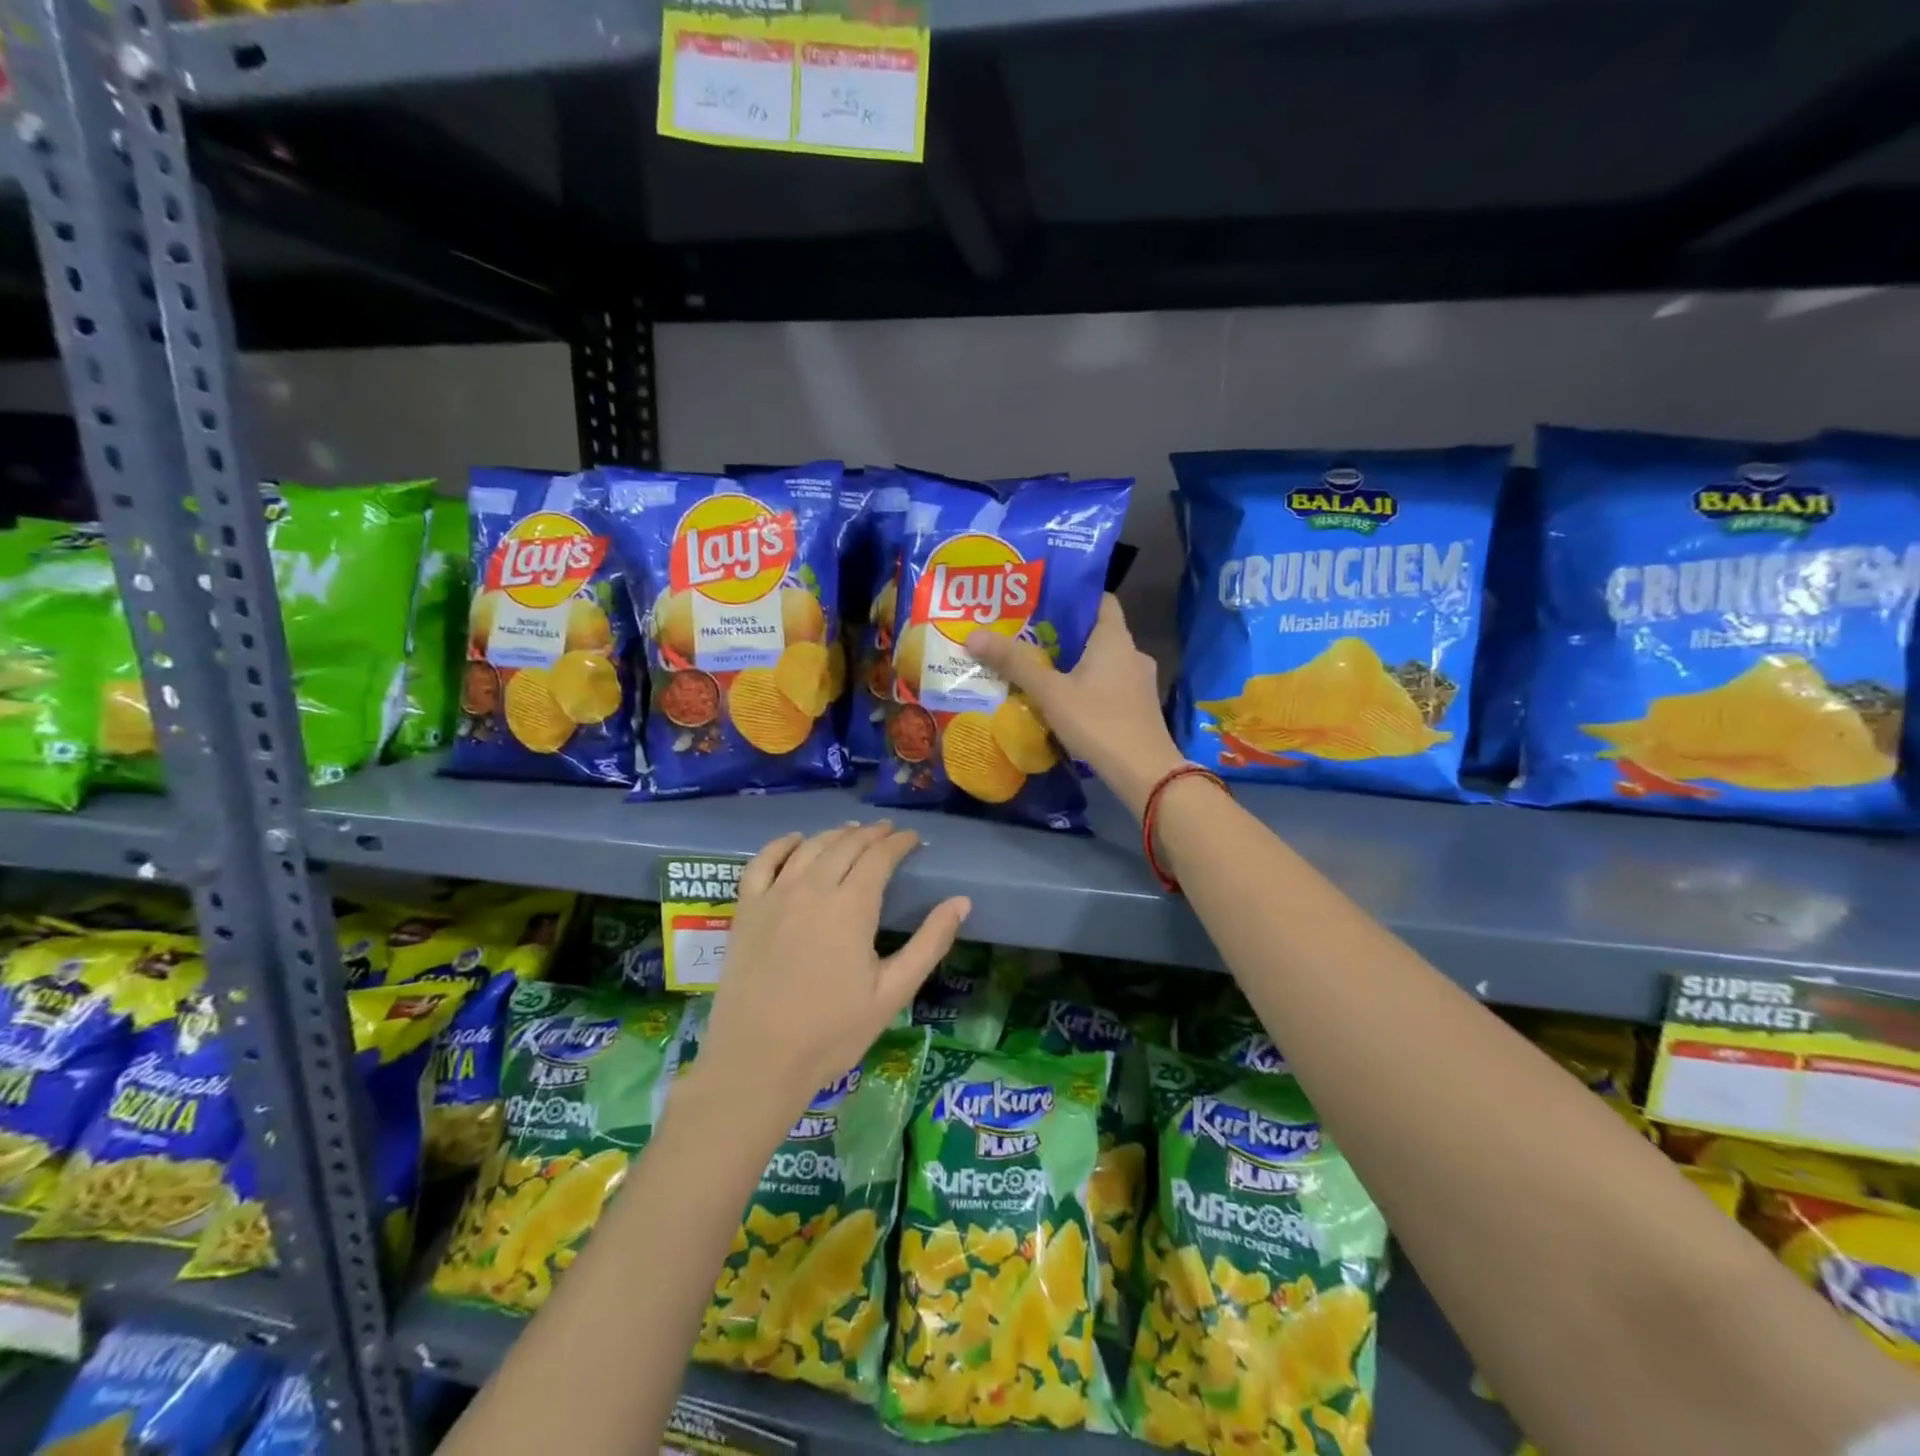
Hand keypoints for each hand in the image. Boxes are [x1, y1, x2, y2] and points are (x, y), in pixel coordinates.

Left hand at [692, 822, 968, 1134]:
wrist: (757, 1061)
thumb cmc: (832, 1032)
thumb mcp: (892, 993)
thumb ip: (929, 943)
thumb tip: (962, 901)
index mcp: (852, 907)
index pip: (879, 857)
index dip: (899, 843)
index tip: (913, 838)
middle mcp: (813, 888)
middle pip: (846, 845)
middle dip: (871, 834)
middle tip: (888, 832)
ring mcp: (775, 896)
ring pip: (809, 847)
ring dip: (834, 834)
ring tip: (851, 832)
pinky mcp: (747, 909)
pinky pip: (762, 861)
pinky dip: (781, 844)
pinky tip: (795, 841)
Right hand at [966, 594, 1184, 817]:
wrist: (1145, 772)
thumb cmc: (1098, 722)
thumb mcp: (1050, 692)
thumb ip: (1014, 663)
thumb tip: (974, 635)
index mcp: (1115, 638)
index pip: (1100, 599)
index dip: (1072, 596)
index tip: (1041, 602)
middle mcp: (1132, 653)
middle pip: (1096, 631)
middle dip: (1063, 634)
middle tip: (1026, 636)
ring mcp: (1139, 682)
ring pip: (1102, 661)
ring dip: (1074, 663)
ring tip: (1039, 669)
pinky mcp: (1139, 707)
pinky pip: (1109, 685)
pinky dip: (1087, 686)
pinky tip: (1063, 700)